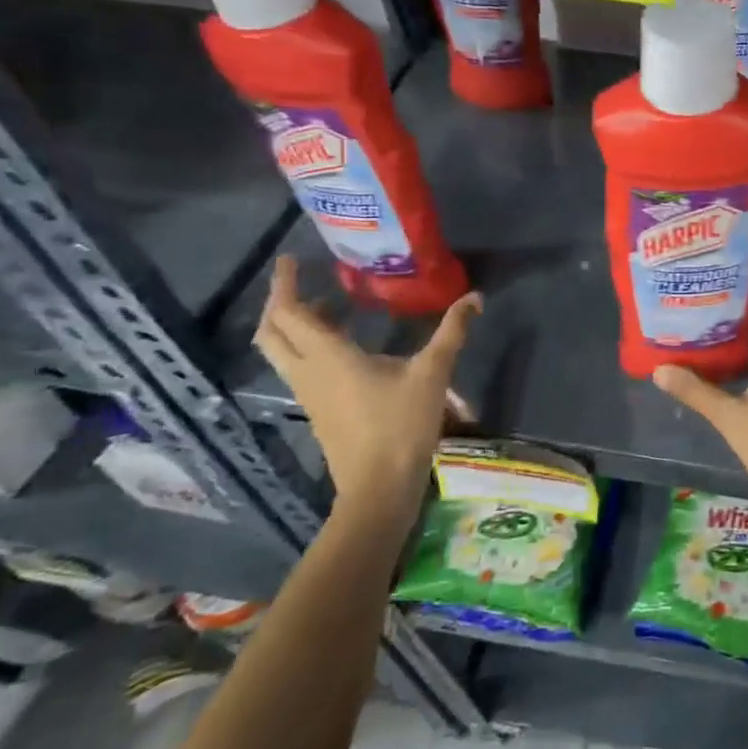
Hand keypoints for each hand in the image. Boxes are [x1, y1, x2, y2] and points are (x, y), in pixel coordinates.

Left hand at [252, 256, 480, 517]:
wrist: (379, 488)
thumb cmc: (401, 425)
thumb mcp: (433, 373)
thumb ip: (452, 332)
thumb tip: (474, 297)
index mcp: (328, 356)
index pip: (289, 313)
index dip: (284, 284)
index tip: (290, 260)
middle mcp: (308, 372)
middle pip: (273, 333)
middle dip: (280, 304)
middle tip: (301, 282)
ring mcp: (309, 394)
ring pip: (282, 353)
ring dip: (294, 327)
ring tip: (327, 308)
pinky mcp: (319, 411)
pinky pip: (300, 369)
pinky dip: (308, 348)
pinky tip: (344, 348)